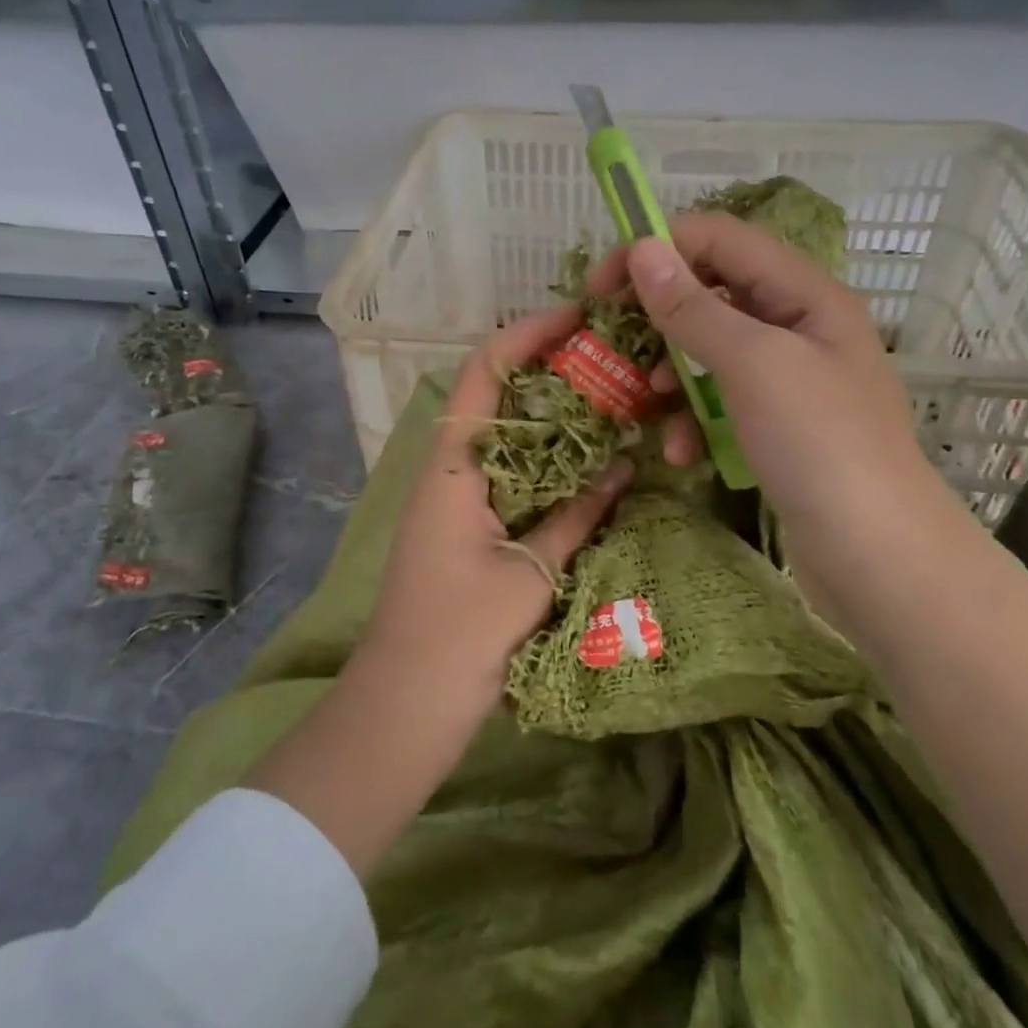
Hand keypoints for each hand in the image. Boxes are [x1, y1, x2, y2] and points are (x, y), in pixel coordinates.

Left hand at [358, 303, 633, 708]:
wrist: (403, 710)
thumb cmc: (458, 637)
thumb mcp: (529, 574)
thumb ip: (576, 517)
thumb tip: (624, 468)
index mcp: (452, 466)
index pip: (483, 373)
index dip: (525, 336)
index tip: (574, 316)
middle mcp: (450, 471)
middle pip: (496, 398)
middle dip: (547, 372)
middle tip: (607, 360)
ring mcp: (455, 501)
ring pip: (505, 439)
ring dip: (550, 419)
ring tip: (607, 401)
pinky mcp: (466, 530)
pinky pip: (509, 478)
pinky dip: (546, 464)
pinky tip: (586, 466)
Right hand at [588, 214, 971, 576]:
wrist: (878, 557)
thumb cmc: (819, 444)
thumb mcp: (752, 364)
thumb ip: (694, 306)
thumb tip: (644, 248)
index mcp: (803, 293)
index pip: (719, 239)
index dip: (658, 248)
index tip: (602, 283)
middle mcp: (797, 325)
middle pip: (712, 292)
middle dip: (659, 315)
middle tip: (611, 339)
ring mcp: (788, 378)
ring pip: (710, 351)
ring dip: (671, 372)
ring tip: (645, 399)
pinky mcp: (776, 425)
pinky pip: (721, 401)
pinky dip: (694, 419)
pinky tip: (680, 452)